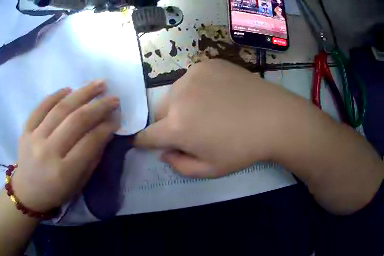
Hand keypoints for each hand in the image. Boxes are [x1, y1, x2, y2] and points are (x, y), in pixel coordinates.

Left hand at [12, 81, 119, 212]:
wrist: (27, 192)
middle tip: (113, 97)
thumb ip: (92, 156)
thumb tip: (105, 130)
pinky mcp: (25, 131)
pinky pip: (40, 108)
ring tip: (97, 84)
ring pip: (60, 109)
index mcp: (64, 171)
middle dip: (98, 106)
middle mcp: (47, 151)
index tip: (117, 117)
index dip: (106, 127)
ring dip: (81, 94)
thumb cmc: (56, 192)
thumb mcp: (79, 182)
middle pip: (76, 121)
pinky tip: (68, 89)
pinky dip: (54, 96)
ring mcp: (33, 138)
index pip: (89, 142)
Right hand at [135, 59, 309, 177]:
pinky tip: (217, 93)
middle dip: (167, 123)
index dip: (144, 141)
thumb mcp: (210, 169)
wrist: (273, 117)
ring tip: (207, 109)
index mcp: (178, 127)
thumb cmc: (243, 148)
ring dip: (181, 104)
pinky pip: (191, 79)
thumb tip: (165, 153)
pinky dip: (196, 88)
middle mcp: (178, 97)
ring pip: (174, 94)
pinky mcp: (206, 64)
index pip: (146, 135)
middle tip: (190, 128)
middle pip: (159, 112)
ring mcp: (192, 76)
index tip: (145, 143)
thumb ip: (180, 166)